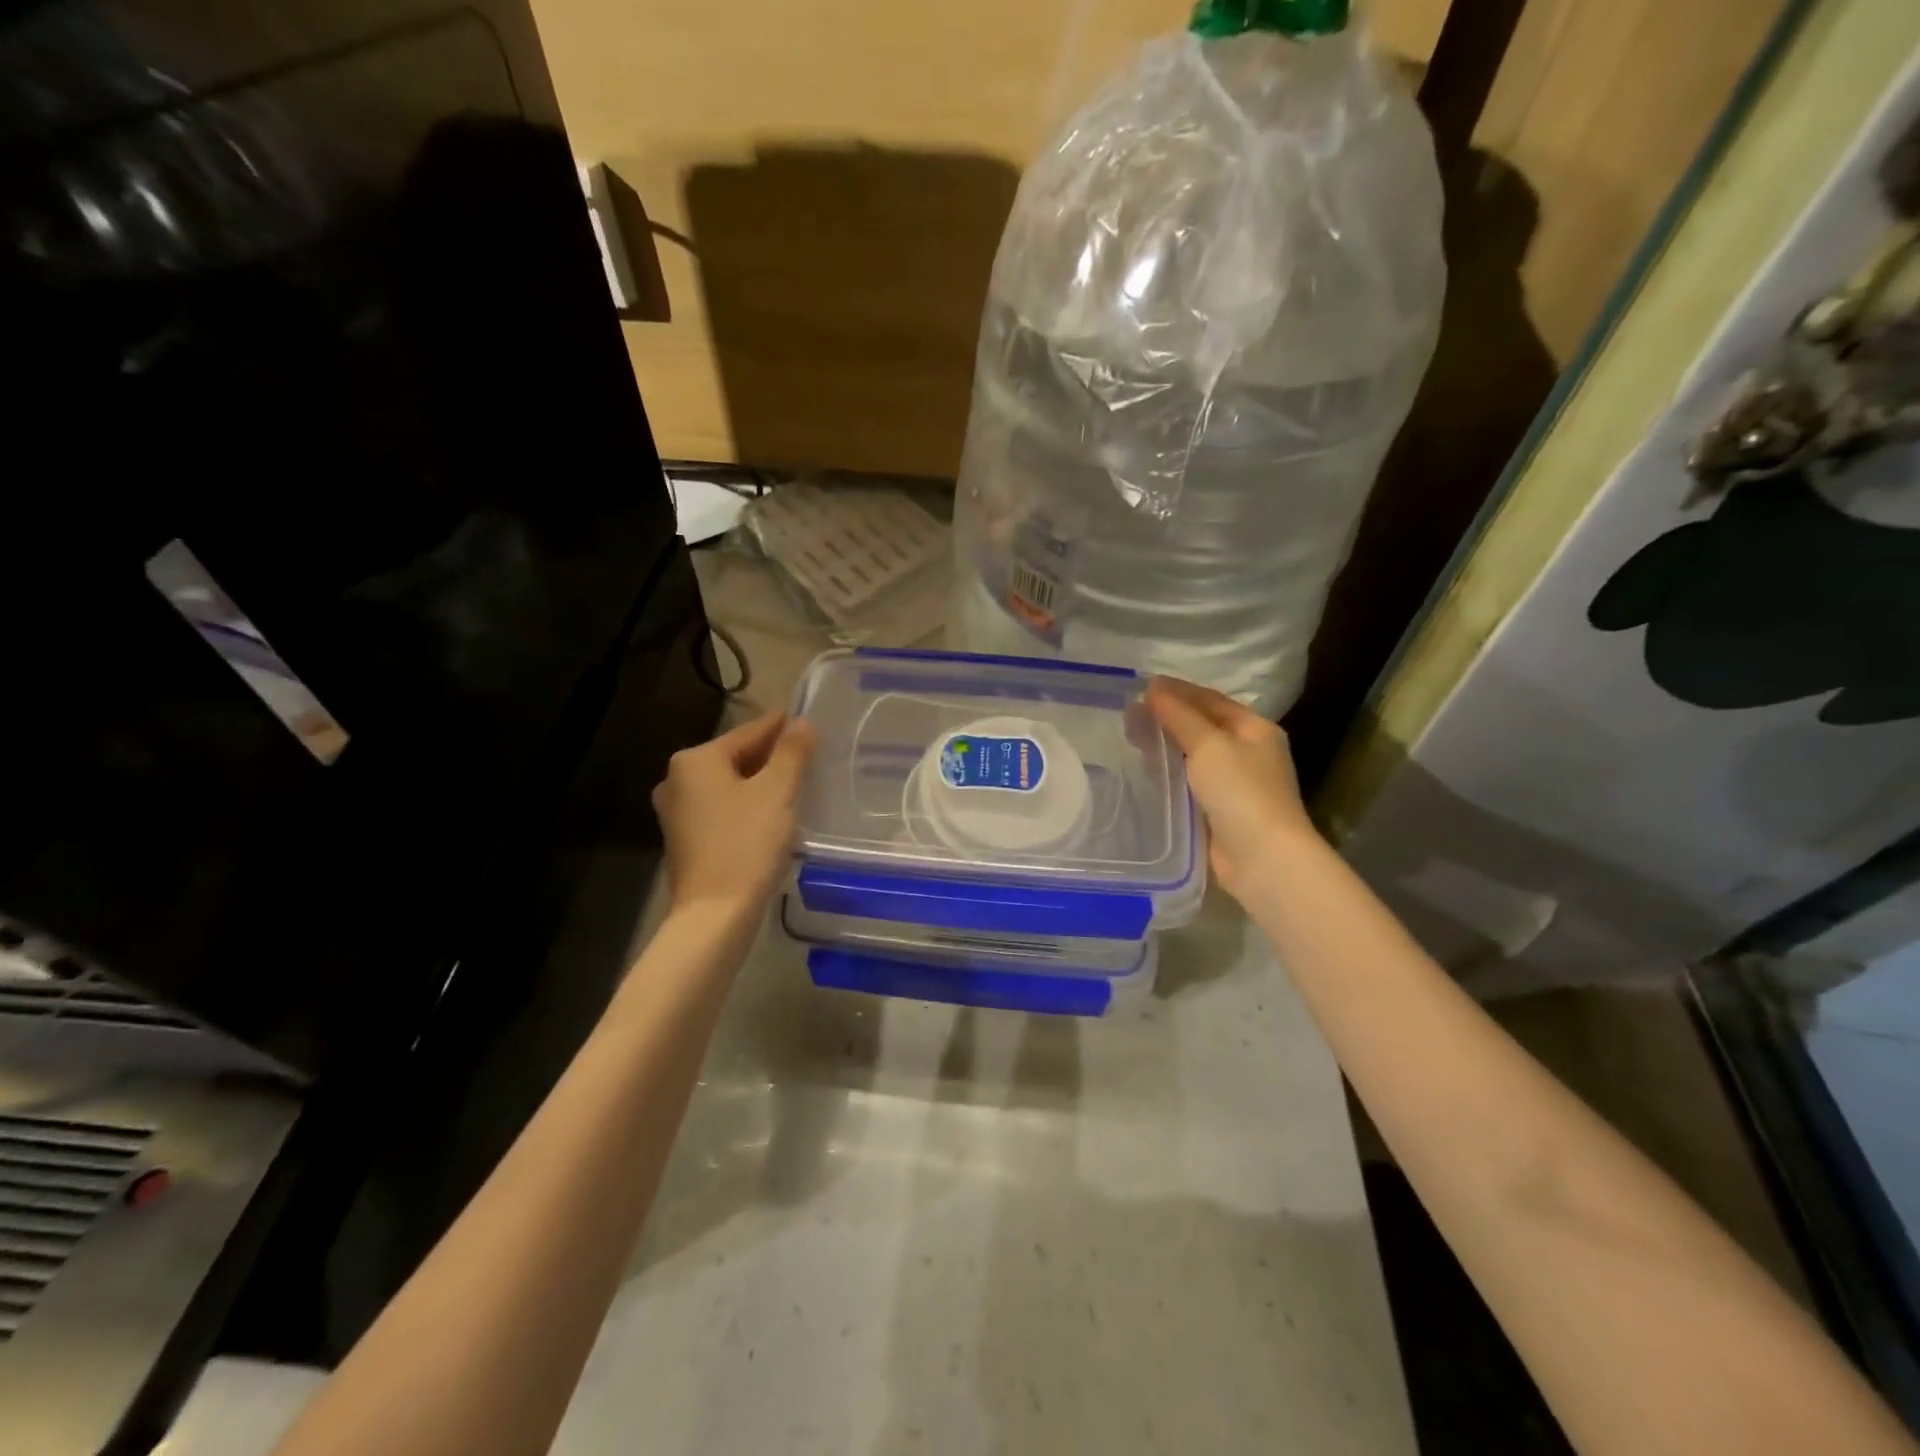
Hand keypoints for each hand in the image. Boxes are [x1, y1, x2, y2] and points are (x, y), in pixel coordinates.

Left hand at [653, 712, 815, 920]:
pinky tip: (773, 816)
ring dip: (761, 783)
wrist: (715, 915)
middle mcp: (677, 779)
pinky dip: (747, 806)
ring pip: (730, 785)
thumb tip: (802, 722)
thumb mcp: (777, 792)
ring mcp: (677, 812)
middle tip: (811, 758)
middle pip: (736, 758)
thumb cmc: (747, 845)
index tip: (810, 723)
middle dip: (772, 757)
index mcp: (695, 760)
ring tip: (798, 786)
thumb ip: (792, 752)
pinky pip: (722, 809)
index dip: (783, 728)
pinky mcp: (685, 839)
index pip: (749, 733)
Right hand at [1145, 676, 1314, 902]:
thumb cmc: (1241, 792)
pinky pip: (1189, 782)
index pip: (1210, 700)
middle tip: (1128, 715)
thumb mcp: (1209, 744)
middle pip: (1202, 726)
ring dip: (1165, 745)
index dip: (1177, 691)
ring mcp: (1235, 783)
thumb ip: (1179, 715)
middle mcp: (1248, 752)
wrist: (1262, 858)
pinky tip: (1146, 771)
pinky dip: (1169, 773)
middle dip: (1167, 718)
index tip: (1141, 687)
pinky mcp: (1220, 810)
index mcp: (1254, 729)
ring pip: (1193, 755)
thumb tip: (1153, 688)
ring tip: (1130, 738)